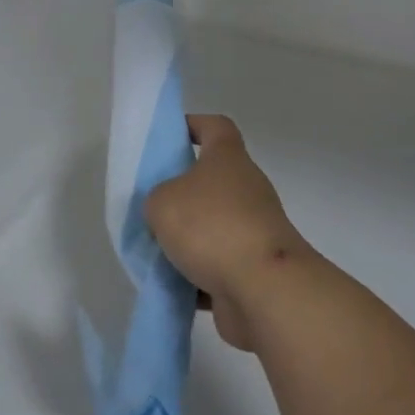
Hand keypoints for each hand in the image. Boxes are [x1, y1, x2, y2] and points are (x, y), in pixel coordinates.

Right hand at [145, 115, 306, 350]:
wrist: (265, 289)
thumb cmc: (211, 227)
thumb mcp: (162, 202)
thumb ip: (156, 199)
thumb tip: (165, 211)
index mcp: (228, 158)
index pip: (215, 126)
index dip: (193, 125)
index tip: (169, 138)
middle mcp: (246, 187)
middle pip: (210, 180)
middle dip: (180, 192)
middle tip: (150, 204)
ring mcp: (254, 229)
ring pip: (212, 226)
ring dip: (187, 239)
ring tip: (153, 250)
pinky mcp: (255, 268)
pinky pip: (218, 266)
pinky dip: (197, 275)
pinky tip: (171, 285)